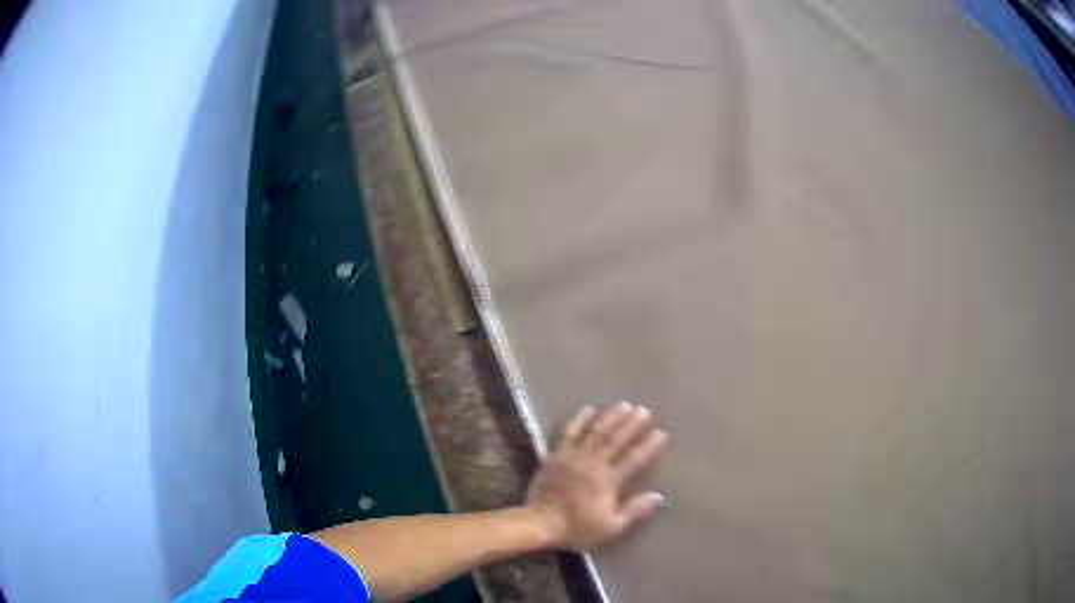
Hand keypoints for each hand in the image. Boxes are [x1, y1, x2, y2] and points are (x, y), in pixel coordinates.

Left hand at [524, 402, 668, 550]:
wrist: (540, 522)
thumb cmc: (577, 527)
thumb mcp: (611, 527)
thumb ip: (634, 511)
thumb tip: (659, 496)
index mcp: (608, 481)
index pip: (633, 460)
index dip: (648, 446)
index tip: (661, 433)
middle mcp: (593, 463)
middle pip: (616, 440)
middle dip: (632, 425)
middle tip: (644, 410)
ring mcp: (573, 456)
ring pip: (595, 432)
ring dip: (610, 417)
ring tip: (623, 405)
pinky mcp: (556, 454)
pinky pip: (569, 432)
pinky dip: (579, 420)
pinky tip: (589, 409)